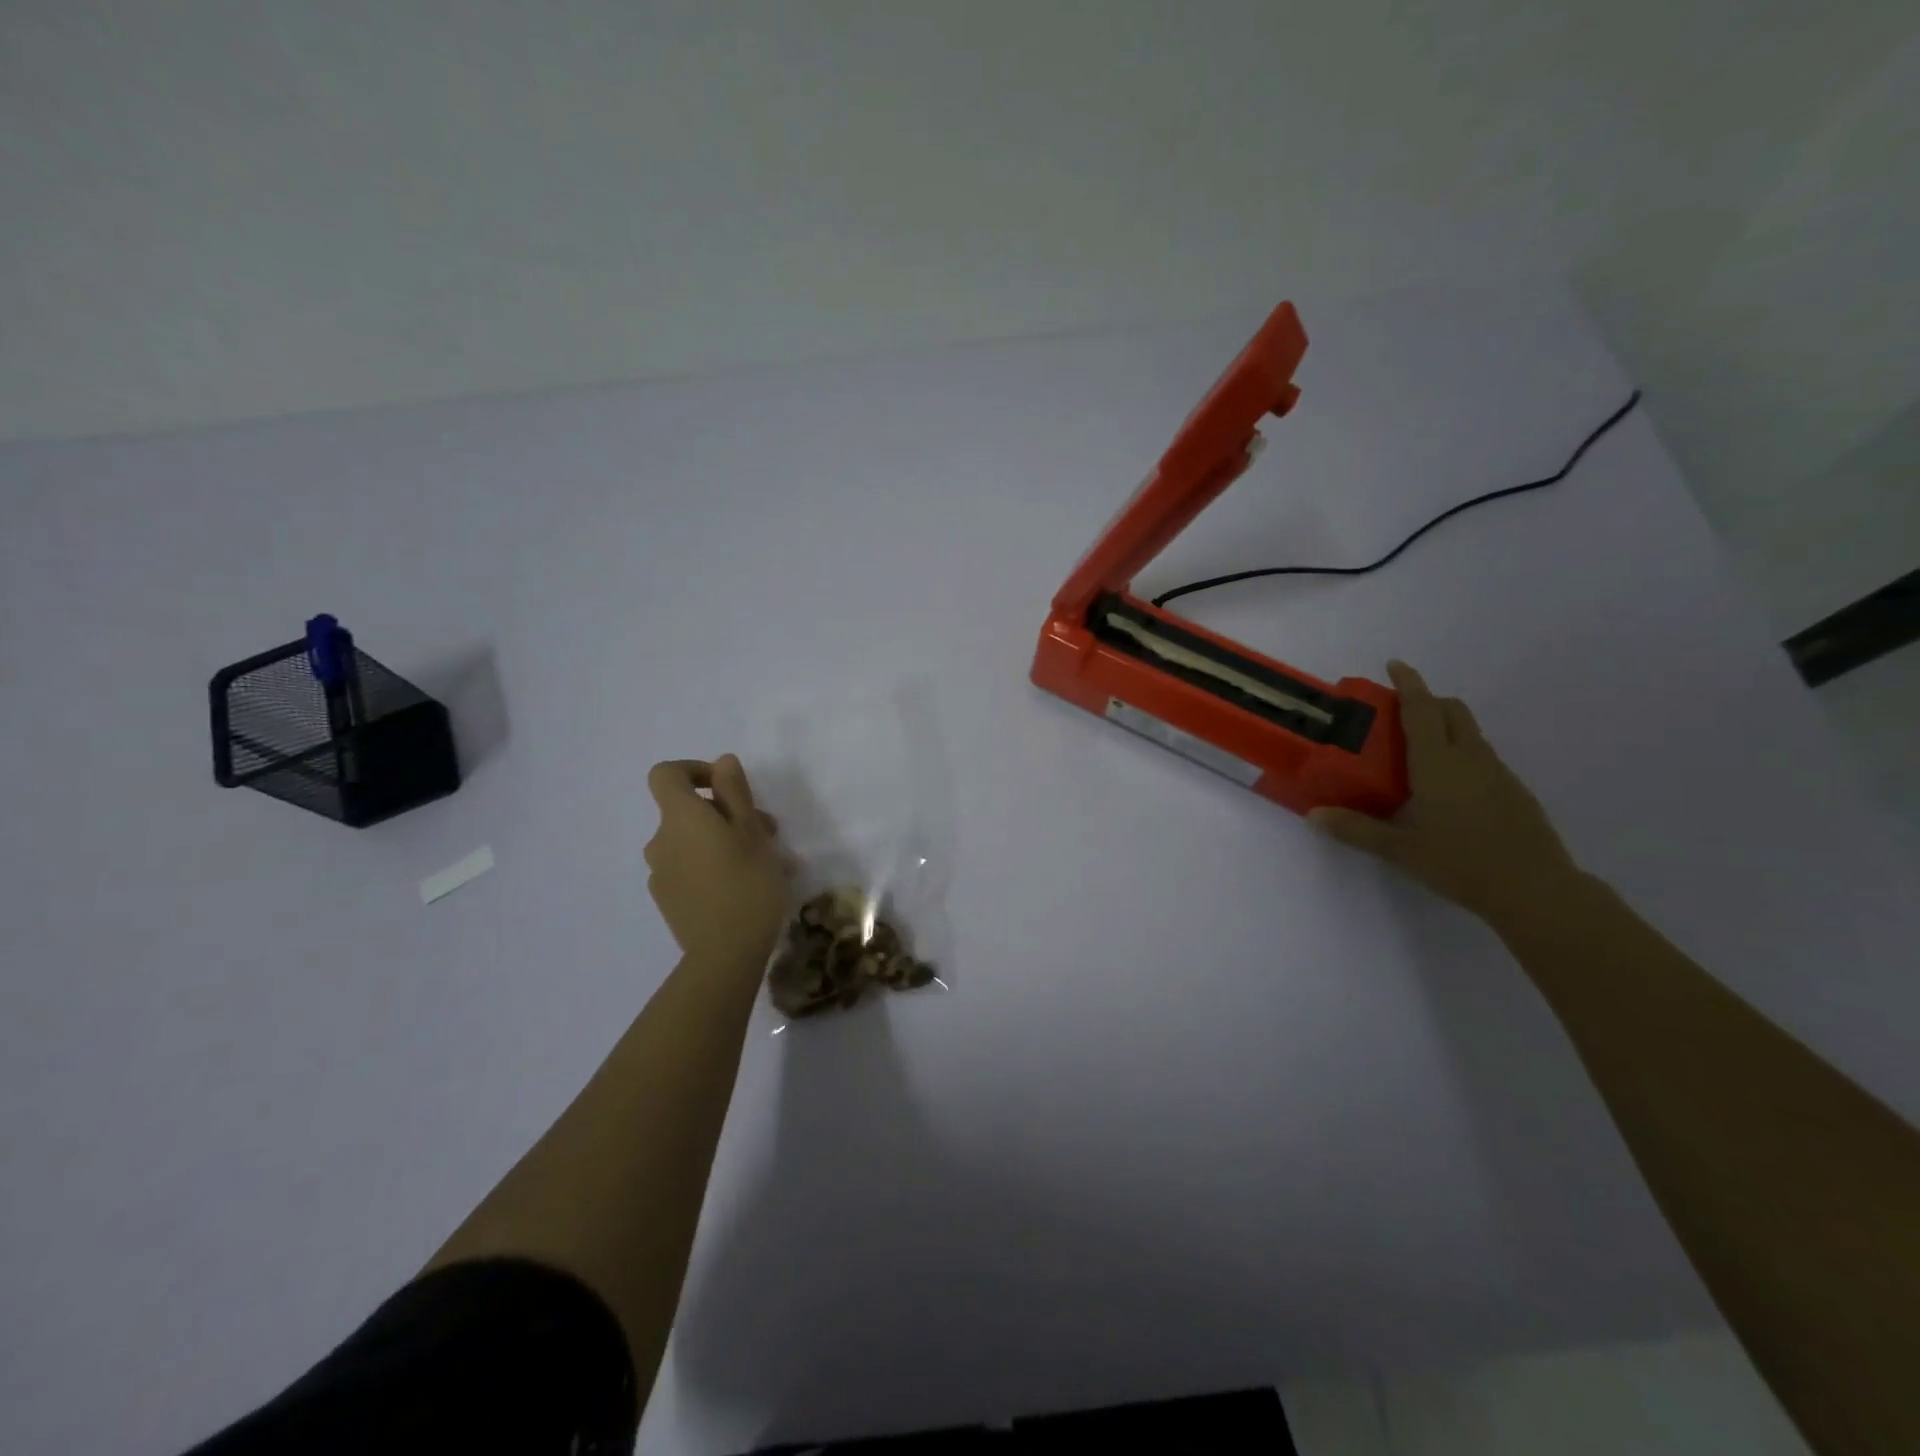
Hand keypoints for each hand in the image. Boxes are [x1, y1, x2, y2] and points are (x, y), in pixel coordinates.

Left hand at [644, 756, 788, 965]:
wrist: (725, 955)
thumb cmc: (747, 884)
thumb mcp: (752, 831)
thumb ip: (734, 792)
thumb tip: (721, 763)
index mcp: (680, 817)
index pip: (666, 775)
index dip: (694, 770)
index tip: (727, 786)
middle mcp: (661, 840)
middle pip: (687, 811)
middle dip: (726, 812)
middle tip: (768, 832)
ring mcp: (660, 873)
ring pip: (693, 842)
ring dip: (724, 841)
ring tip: (765, 863)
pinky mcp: (668, 900)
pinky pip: (690, 869)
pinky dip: (713, 867)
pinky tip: (745, 887)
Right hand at [1310, 661, 1580, 925]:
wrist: (1534, 890)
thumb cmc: (1459, 862)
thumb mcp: (1399, 849)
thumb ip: (1354, 829)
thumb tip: (1313, 816)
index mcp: (1438, 762)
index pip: (1421, 709)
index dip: (1408, 683)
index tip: (1394, 664)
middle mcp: (1470, 757)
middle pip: (1452, 711)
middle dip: (1427, 700)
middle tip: (1397, 712)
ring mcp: (1497, 773)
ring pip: (1470, 733)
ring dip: (1444, 726)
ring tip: (1416, 751)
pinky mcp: (1513, 791)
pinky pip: (1481, 756)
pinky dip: (1460, 752)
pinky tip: (1445, 786)